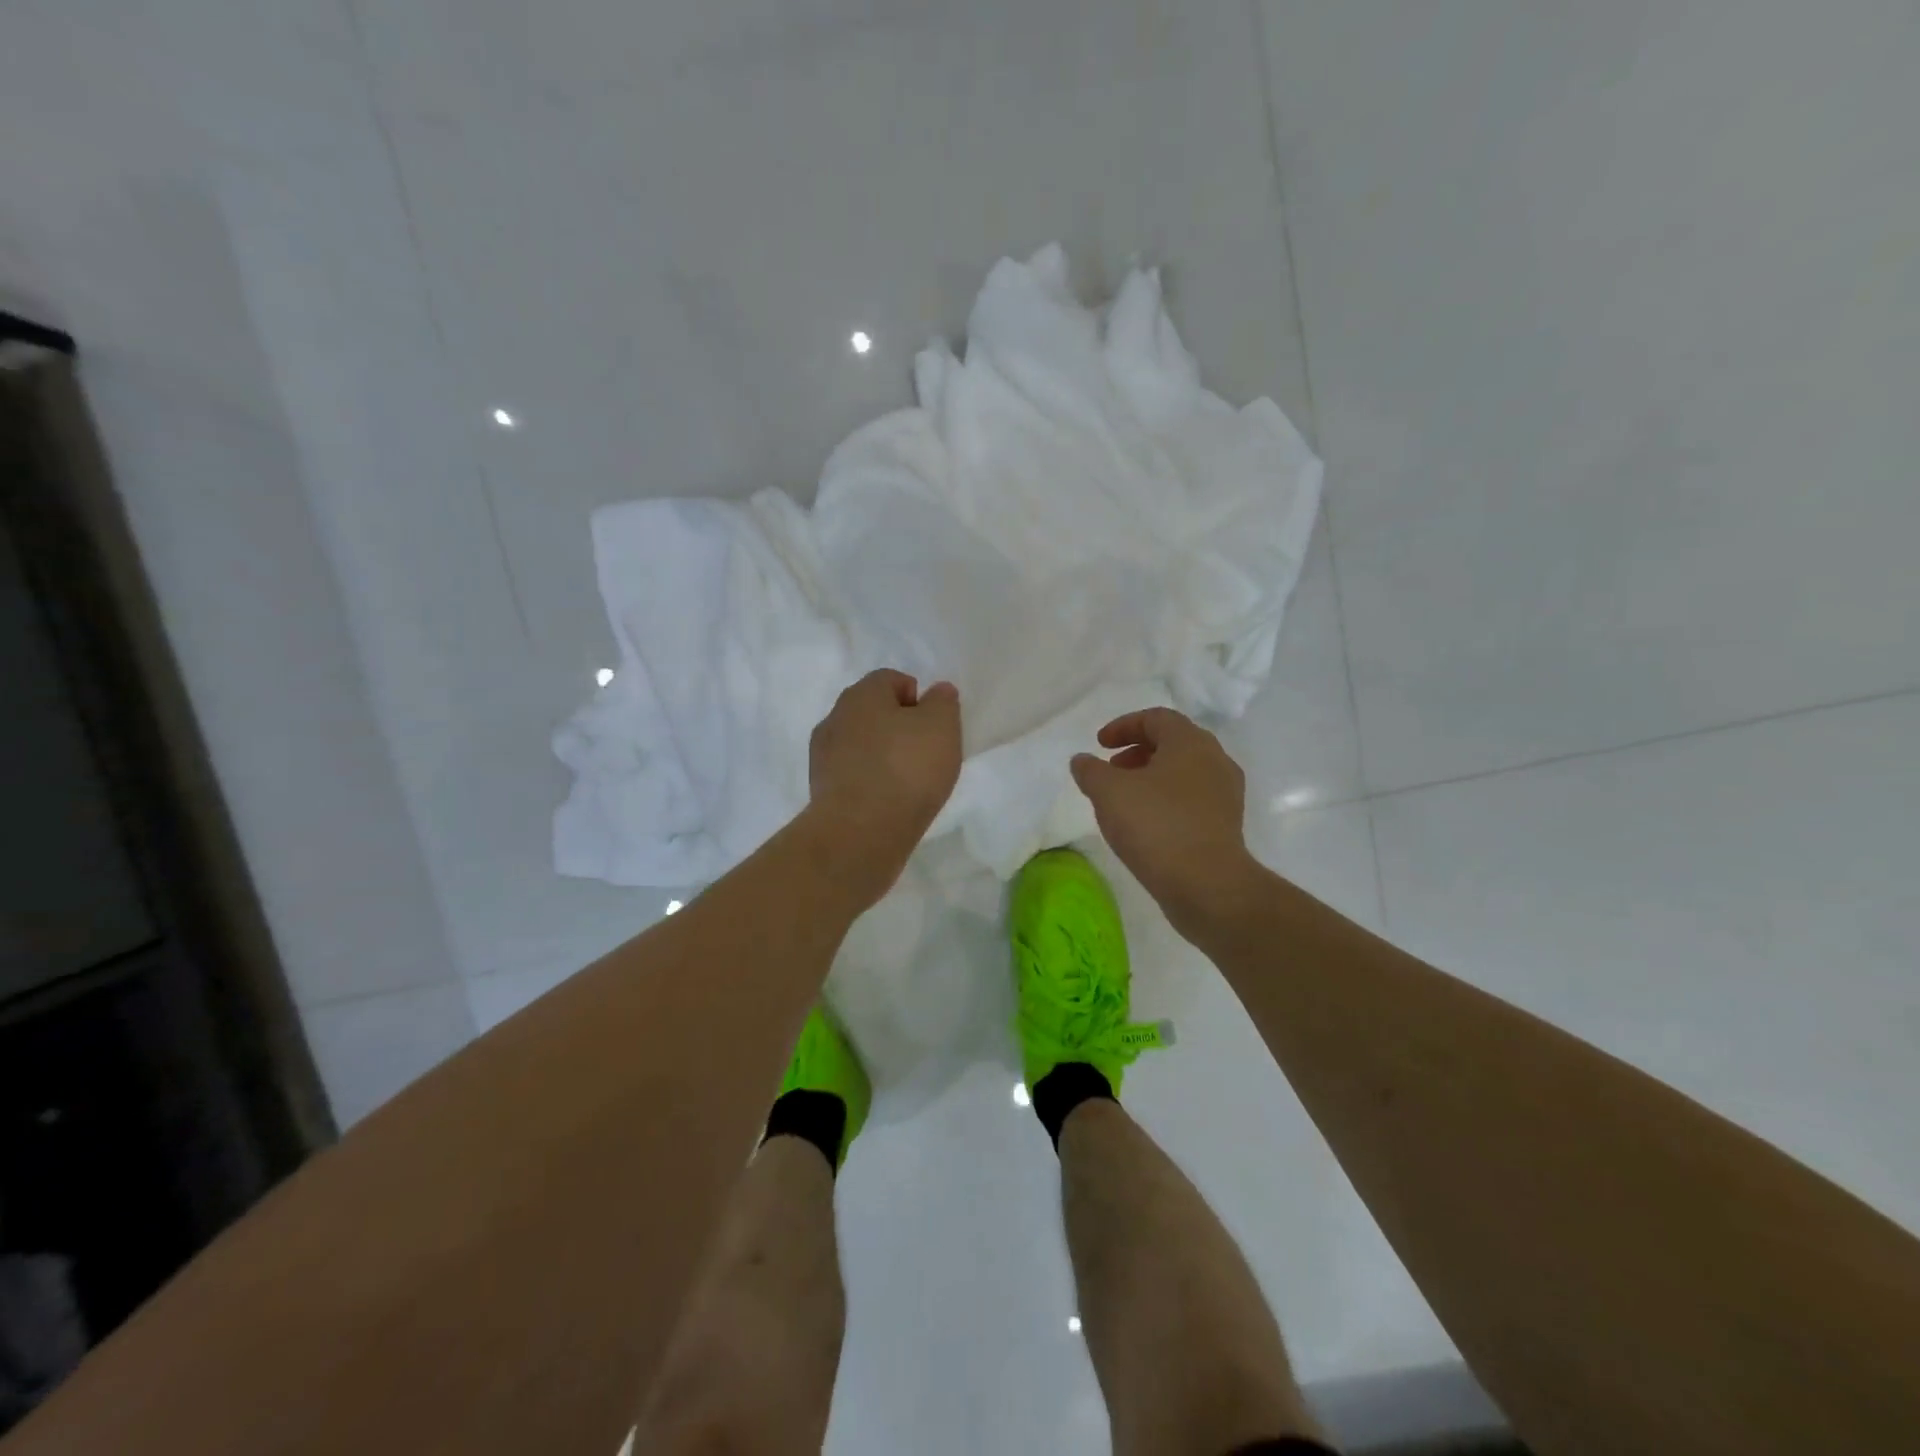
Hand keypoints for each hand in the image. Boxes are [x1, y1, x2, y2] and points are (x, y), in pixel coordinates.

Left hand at [806, 669, 962, 899]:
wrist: (860, 833)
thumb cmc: (906, 769)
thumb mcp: (942, 727)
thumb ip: (943, 703)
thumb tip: (937, 692)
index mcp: (862, 694)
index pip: (890, 679)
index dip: (916, 698)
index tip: (934, 727)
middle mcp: (835, 717)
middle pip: (872, 712)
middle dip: (898, 727)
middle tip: (924, 753)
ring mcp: (822, 755)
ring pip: (861, 744)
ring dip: (882, 756)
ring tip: (908, 783)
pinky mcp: (821, 790)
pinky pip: (853, 775)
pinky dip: (870, 782)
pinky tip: (888, 802)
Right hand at [1070, 708, 1264, 937]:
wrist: (1208, 886)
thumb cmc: (1157, 827)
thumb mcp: (1109, 793)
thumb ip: (1091, 771)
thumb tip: (1082, 760)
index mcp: (1190, 742)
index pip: (1156, 718)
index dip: (1124, 726)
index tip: (1100, 745)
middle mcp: (1215, 760)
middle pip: (1173, 742)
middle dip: (1137, 751)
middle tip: (1111, 769)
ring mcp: (1225, 793)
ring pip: (1184, 772)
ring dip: (1151, 776)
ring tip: (1125, 798)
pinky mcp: (1226, 824)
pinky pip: (1192, 798)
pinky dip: (1166, 799)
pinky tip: (1146, 823)